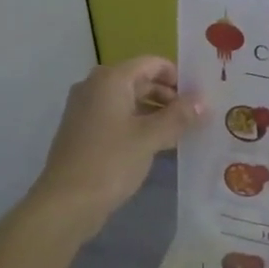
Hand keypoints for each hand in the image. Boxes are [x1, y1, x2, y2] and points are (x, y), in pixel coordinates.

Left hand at [31, 57, 201, 233]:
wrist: (65, 203)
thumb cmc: (110, 162)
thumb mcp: (150, 138)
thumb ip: (178, 116)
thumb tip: (202, 101)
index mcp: (110, 80)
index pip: (151, 63)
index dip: (177, 76)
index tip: (199, 95)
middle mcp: (95, 87)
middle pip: (139, 80)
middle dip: (168, 96)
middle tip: (195, 115)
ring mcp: (86, 109)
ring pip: (129, 101)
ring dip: (155, 112)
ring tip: (182, 131)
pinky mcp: (83, 131)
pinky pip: (117, 118)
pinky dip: (138, 124)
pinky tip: (158, 144)